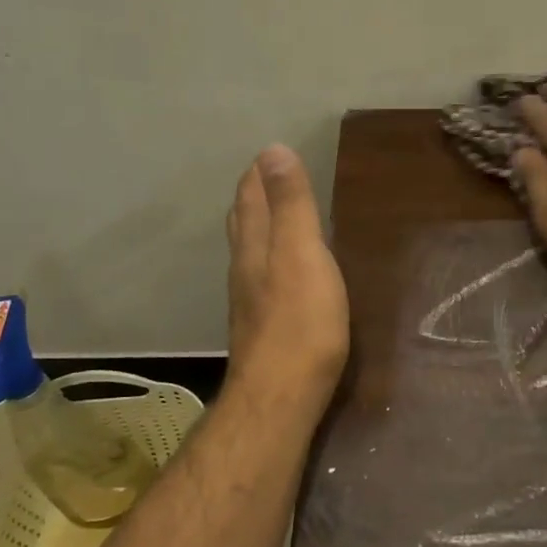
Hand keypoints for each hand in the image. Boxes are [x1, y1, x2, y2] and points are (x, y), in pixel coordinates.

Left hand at [225, 145, 349, 404]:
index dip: (259, 176)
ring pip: (247, 253)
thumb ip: (291, 205)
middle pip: (243, 224)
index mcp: (256, 247)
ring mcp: (249, 301)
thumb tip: (272, 150)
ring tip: (267, 216)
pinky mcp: (260, 328)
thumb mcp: (303, 253)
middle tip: (261, 178)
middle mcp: (245, 269)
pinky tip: (276, 272)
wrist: (280, 395)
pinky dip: (265, 259)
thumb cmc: (301, 321)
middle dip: (251, 198)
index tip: (265, 154)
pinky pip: (259, 279)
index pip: (252, 199)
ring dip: (255, 228)